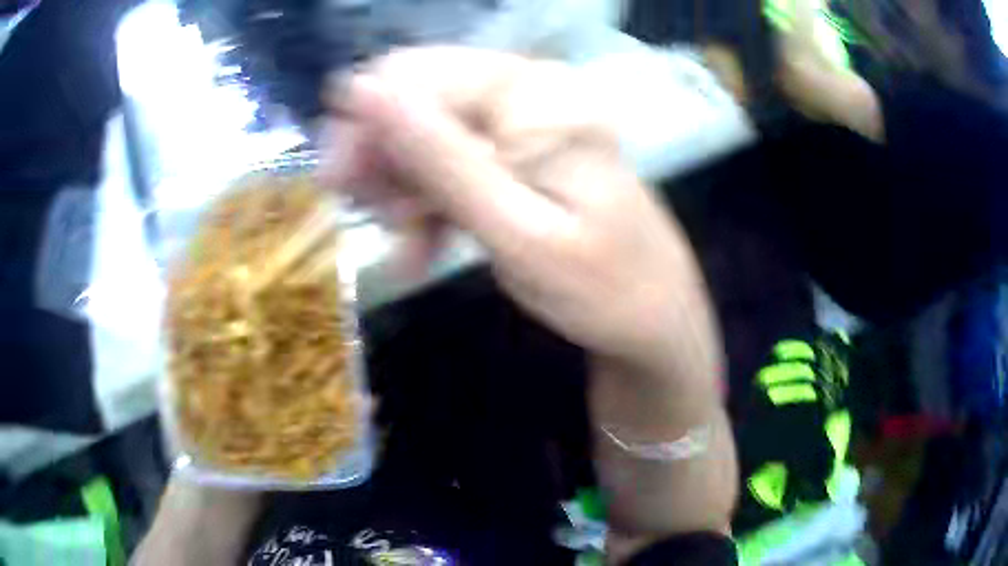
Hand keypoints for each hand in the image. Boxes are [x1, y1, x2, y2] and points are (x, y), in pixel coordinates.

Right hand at [323, 47, 720, 382]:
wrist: (653, 320)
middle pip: (417, 100)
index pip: (414, 74)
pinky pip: (451, 165)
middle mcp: (526, 93)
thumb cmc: (600, 288)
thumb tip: (363, 90)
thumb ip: (438, 155)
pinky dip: (428, 204)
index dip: (364, 122)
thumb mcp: (513, 229)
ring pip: (427, 137)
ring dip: (403, 189)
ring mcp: (522, 125)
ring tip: (407, 246)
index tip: (338, 183)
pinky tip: (421, 250)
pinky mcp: (518, 157)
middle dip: (382, 159)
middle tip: (374, 219)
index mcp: (531, 95)